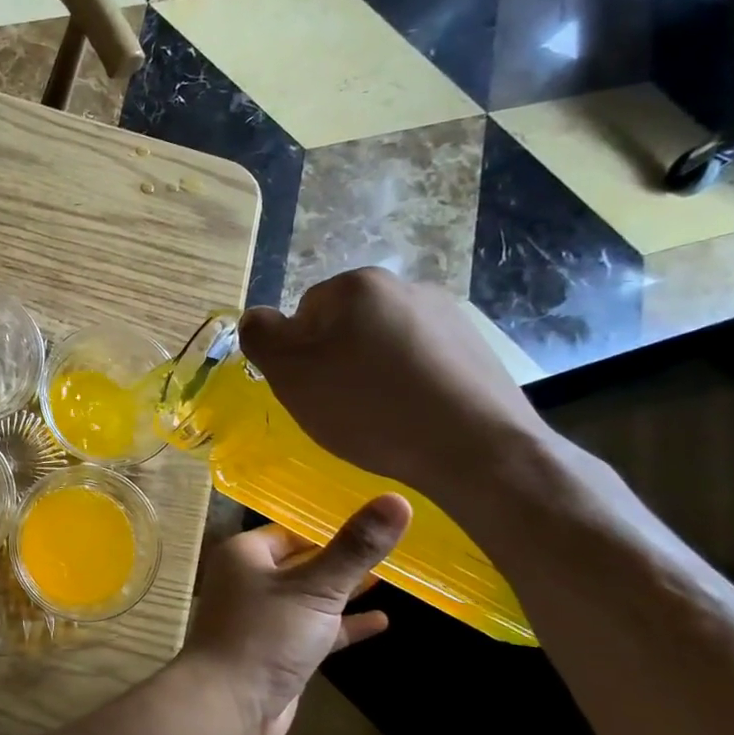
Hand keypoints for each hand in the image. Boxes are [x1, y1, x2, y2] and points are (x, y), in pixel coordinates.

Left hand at [182, 496, 409, 734]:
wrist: (230, 707)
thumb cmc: (266, 635)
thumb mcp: (316, 587)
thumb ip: (355, 547)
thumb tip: (397, 498)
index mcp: (246, 554)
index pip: (292, 529)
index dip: (330, 524)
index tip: (373, 517)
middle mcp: (250, 580)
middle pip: (303, 560)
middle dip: (341, 557)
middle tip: (390, 545)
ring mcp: (265, 618)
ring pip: (311, 596)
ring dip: (345, 590)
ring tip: (391, 577)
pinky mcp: (279, 651)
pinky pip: (316, 629)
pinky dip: (344, 625)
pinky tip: (381, 621)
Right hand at [239, 267, 549, 500]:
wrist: (477, 449)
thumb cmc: (369, 408)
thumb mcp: (291, 374)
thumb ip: (260, 336)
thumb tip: (256, 318)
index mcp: (357, 285)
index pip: (303, 314)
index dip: (300, 356)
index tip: (314, 391)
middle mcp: (404, 286)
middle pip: (344, 327)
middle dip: (337, 362)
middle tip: (342, 406)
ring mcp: (447, 316)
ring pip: (383, 345)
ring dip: (373, 373)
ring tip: (381, 416)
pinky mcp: (476, 349)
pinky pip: (421, 362)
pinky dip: (409, 384)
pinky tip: (414, 416)